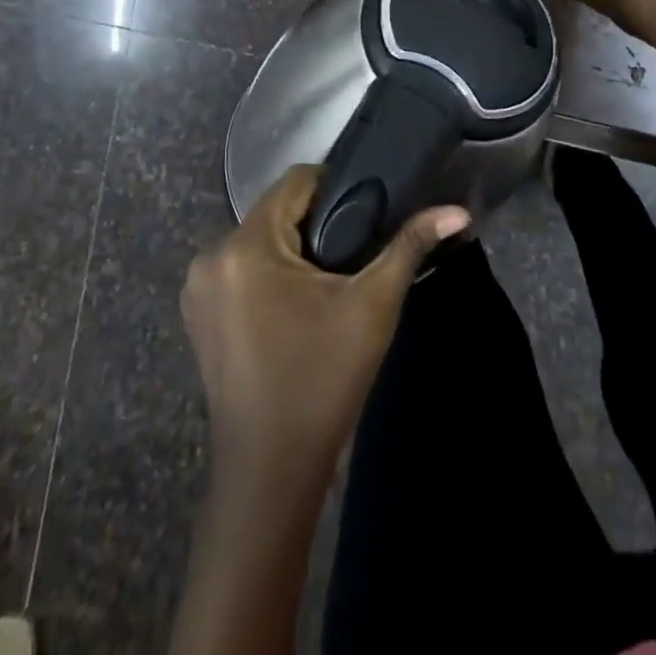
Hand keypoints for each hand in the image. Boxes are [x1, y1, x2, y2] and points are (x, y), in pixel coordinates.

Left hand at [180, 165, 469, 496]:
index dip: (334, 186)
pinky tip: (295, 306)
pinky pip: (240, 269)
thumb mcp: (372, 306)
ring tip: (330, 279)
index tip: (366, 211)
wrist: (270, 472)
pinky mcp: (198, 315)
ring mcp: (198, 288)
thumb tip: (457, 211)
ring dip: (292, 249)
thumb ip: (409, 246)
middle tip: (354, 251)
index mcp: (245, 246)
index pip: (294, 181)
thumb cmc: (322, 381)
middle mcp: (211, 257)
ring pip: (258, 240)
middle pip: (274, 211)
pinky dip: (268, 274)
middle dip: (315, 223)